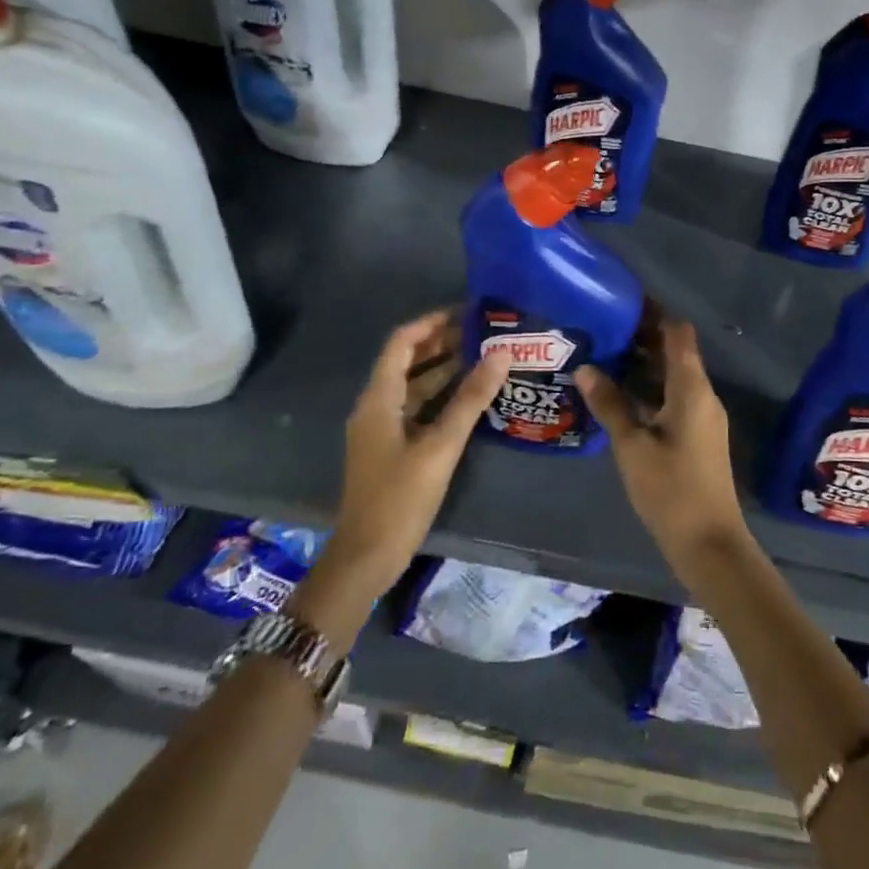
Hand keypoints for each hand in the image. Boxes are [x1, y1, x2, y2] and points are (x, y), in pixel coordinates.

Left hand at [325, 309, 506, 596]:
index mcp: (378, 398)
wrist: (367, 556)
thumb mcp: (440, 446)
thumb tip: (500, 355)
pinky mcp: (392, 447)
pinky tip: (471, 396)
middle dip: (442, 343)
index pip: (401, 342)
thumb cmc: (400, 497)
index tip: (467, 312)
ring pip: (414, 385)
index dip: (432, 323)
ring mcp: (383, 427)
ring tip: (484, 356)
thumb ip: (469, 399)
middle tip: (484, 332)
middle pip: (407, 361)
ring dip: (444, 368)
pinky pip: (417, 407)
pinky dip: (441, 395)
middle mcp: (376, 406)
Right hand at [576, 315, 749, 575]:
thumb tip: (586, 368)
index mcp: (691, 388)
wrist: (709, 542)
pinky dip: (650, 389)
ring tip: (603, 356)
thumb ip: (610, 404)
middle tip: (602, 330)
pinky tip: (619, 396)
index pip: (678, 333)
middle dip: (642, 338)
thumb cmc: (670, 490)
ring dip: (644, 365)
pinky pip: (674, 397)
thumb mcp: (632, 446)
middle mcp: (702, 394)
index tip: (622, 303)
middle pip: (676, 352)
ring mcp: (703, 416)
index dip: (654, 313)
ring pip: (673, 376)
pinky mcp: (698, 435)